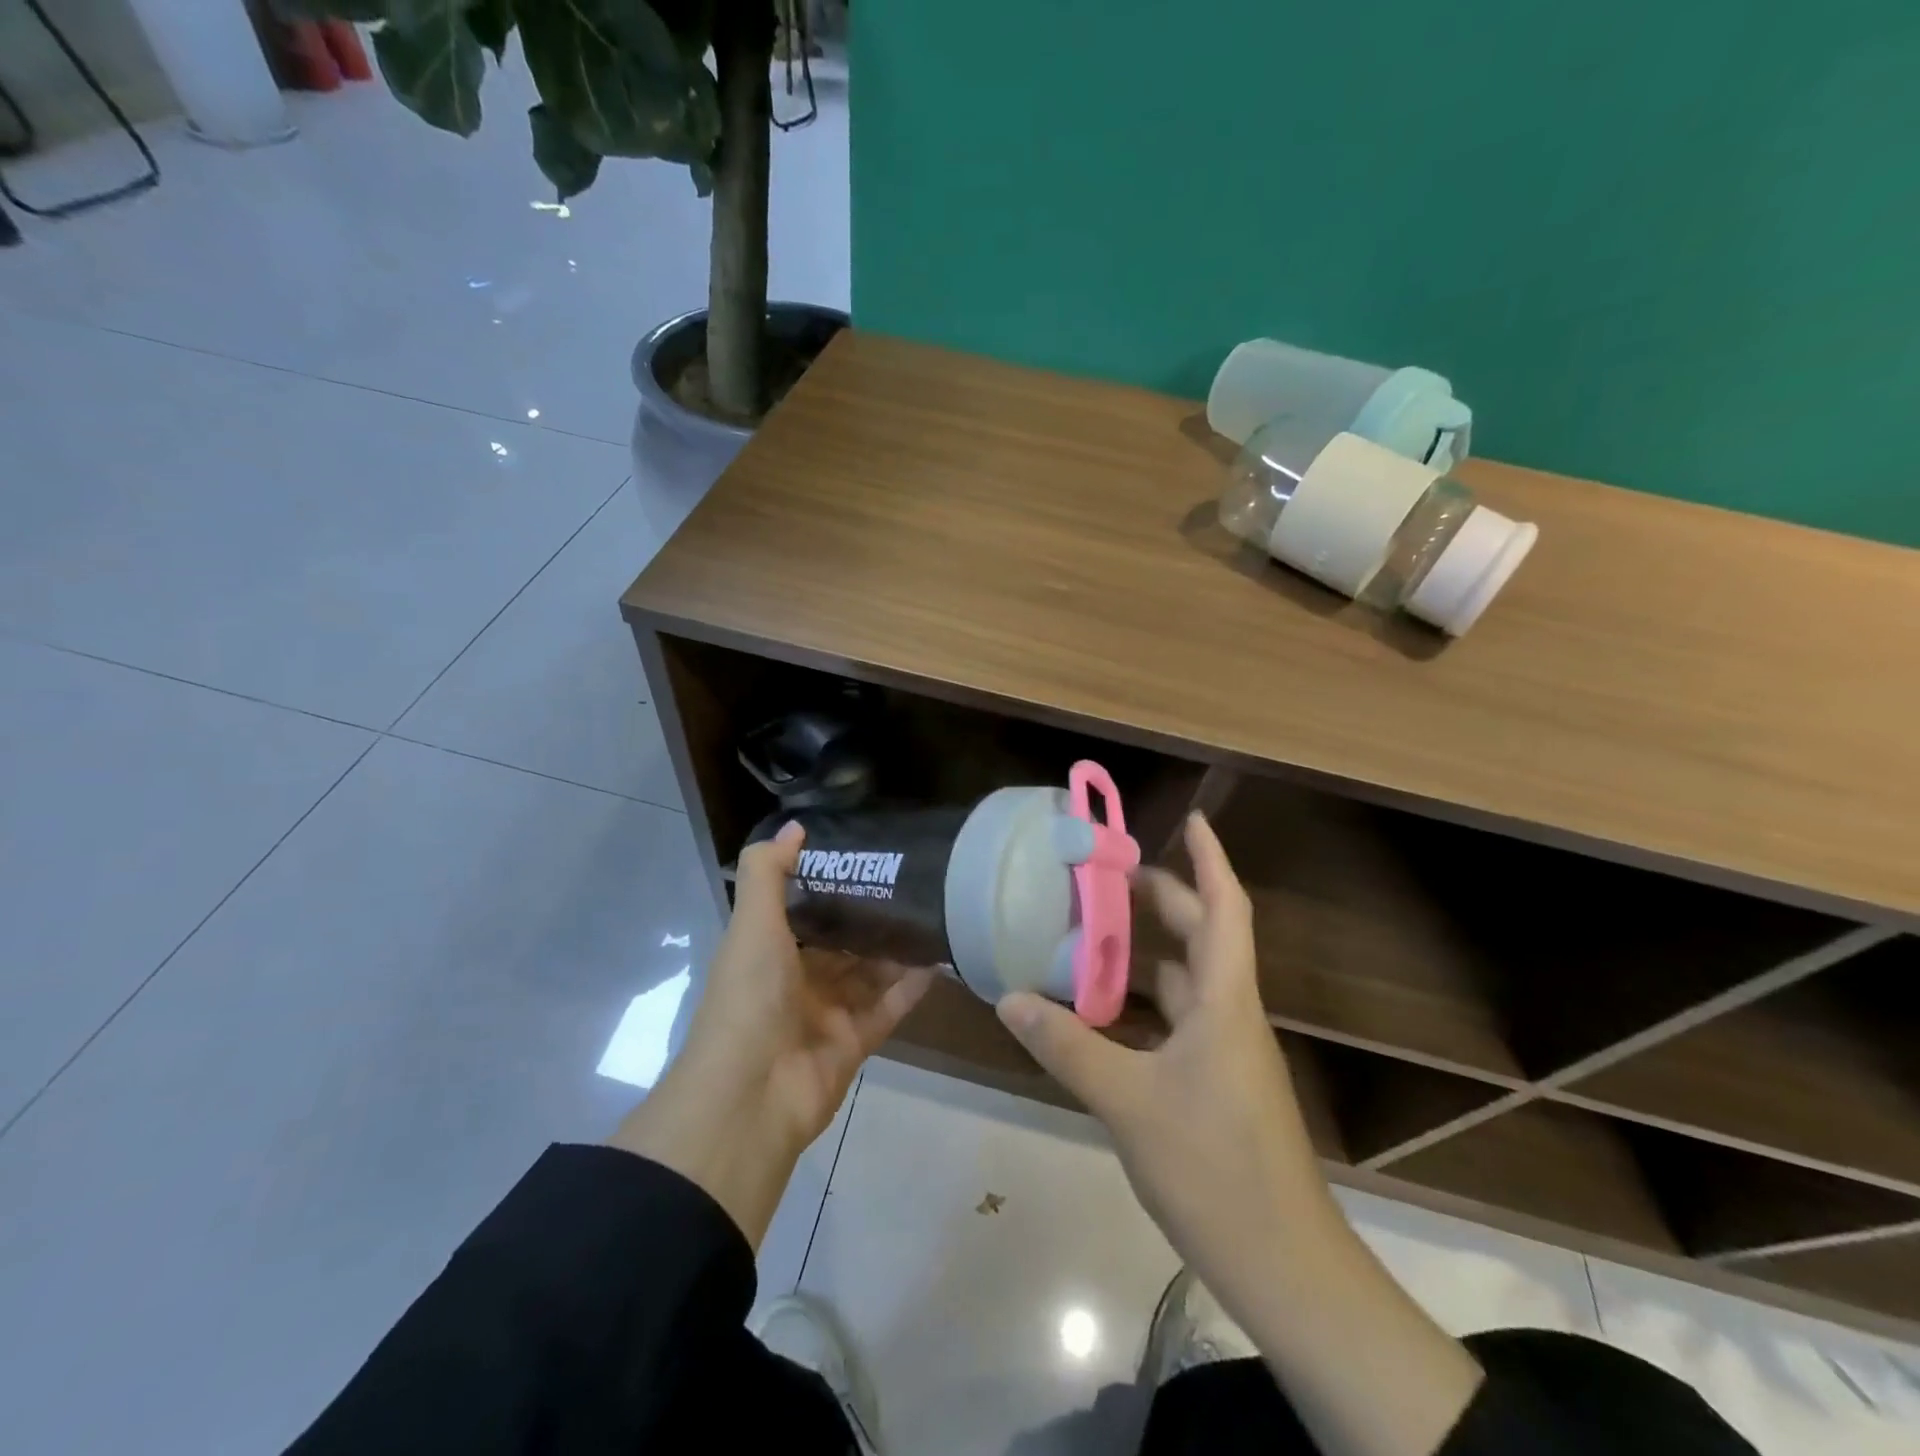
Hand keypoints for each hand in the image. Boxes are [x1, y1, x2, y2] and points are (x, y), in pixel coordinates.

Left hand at [610, 822, 932, 1244]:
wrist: (751, 1096)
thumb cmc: (748, 998)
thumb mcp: (752, 925)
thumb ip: (768, 873)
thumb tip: (796, 826)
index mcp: (766, 952)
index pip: (802, 911)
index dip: (830, 885)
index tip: (867, 857)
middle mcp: (795, 981)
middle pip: (840, 943)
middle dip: (871, 916)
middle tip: (913, 882)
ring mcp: (827, 1015)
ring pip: (868, 974)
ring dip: (896, 949)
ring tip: (934, 913)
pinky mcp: (855, 1043)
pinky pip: (889, 1008)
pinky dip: (911, 987)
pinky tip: (940, 959)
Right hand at [998, 812, 1480, 1455]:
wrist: (1284, 1266)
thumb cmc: (1215, 1167)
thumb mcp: (1129, 1102)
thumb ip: (1067, 1045)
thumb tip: (1008, 997)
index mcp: (1224, 1002)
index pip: (1224, 908)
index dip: (1209, 859)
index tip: (1190, 819)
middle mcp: (1230, 1015)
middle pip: (1202, 937)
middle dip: (1163, 898)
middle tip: (1109, 875)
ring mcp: (1226, 1053)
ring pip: (1187, 982)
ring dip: (1148, 953)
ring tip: (1093, 932)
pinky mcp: (1217, 1085)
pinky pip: (1178, 1022)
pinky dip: (1144, 1004)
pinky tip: (1102, 1011)